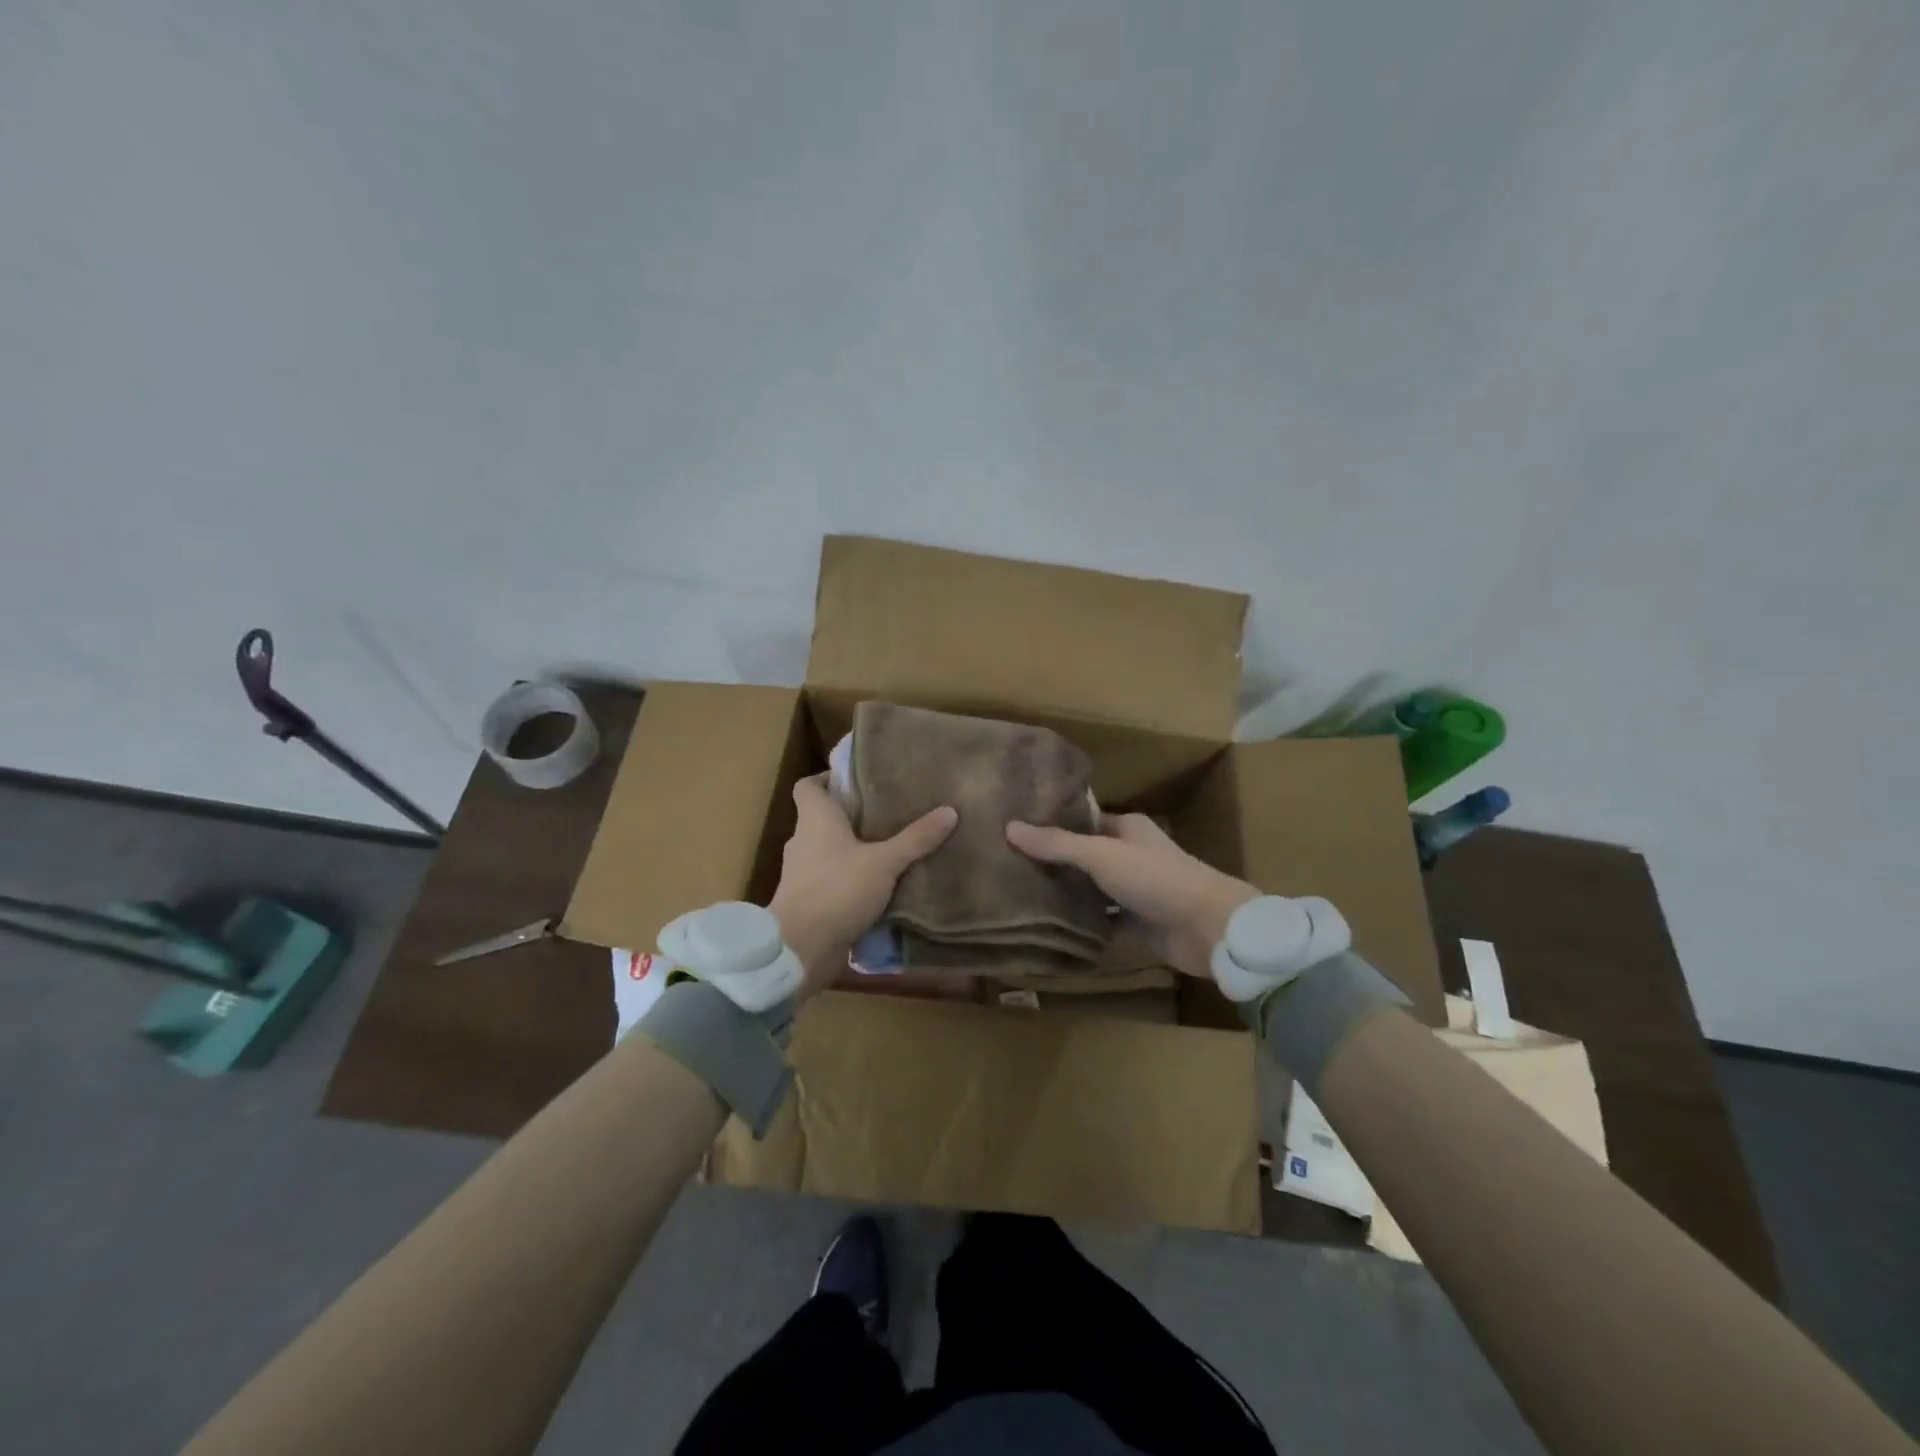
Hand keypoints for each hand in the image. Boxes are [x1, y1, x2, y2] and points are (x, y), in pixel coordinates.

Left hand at [768, 774, 957, 996]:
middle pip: (822, 818)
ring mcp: (801, 874)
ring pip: (827, 851)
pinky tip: (878, 886)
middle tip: (887, 812)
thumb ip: (916, 838)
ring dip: (851, 850)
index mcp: (814, 819)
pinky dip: (849, 879)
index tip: (856, 780)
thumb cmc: (837, 890)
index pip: (808, 786)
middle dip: (851, 815)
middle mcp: (803, 841)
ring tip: (888, 848)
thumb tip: (950, 811)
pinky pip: (830, 880)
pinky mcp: (807, 901)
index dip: (827, 778)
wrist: (800, 948)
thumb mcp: (884, 862)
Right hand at [1005, 813, 1256, 979]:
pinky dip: (1081, 923)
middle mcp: (1130, 854)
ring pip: (1091, 889)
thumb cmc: (1155, 878)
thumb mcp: (1101, 855)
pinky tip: (1048, 926)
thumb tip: (1009, 826)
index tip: (1014, 832)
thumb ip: (1056, 844)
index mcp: (1126, 828)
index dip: (1051, 825)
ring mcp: (1134, 890)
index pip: (1081, 821)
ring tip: (1019, 895)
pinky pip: (1102, 920)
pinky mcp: (1137, 922)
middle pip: (1084, 856)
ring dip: (1066, 894)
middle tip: (1008, 866)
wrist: (1207, 927)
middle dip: (1053, 862)